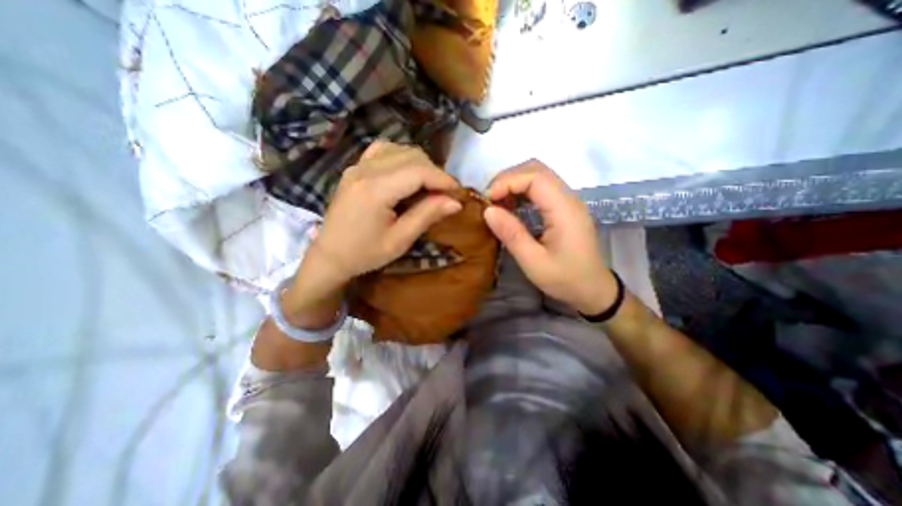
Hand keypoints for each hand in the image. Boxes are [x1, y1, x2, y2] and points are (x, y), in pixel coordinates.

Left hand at [314, 142, 459, 282]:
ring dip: (420, 165)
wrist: (329, 255)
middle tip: (444, 194)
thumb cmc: (364, 254)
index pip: (418, 171)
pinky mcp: (355, 168)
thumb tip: (455, 202)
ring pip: (400, 150)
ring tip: (428, 186)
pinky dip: (402, 158)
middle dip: (434, 172)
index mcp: (375, 190)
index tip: (458, 192)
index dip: (443, 178)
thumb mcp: (399, 240)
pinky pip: (384, 151)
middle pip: (411, 156)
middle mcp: (365, 170)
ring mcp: (358, 166)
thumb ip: (427, 216)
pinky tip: (407, 175)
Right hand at [483, 160, 616, 313]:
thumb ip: (511, 234)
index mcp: (564, 209)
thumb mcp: (534, 262)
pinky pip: (541, 189)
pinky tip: (511, 207)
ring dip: (514, 183)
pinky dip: (521, 192)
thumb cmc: (565, 279)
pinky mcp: (563, 208)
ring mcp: (568, 201)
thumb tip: (488, 211)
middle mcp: (569, 198)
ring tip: (496, 203)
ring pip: (538, 176)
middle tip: (489, 199)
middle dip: (508, 179)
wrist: (593, 290)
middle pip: (537, 169)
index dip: (507, 182)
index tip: (487, 200)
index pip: (535, 176)